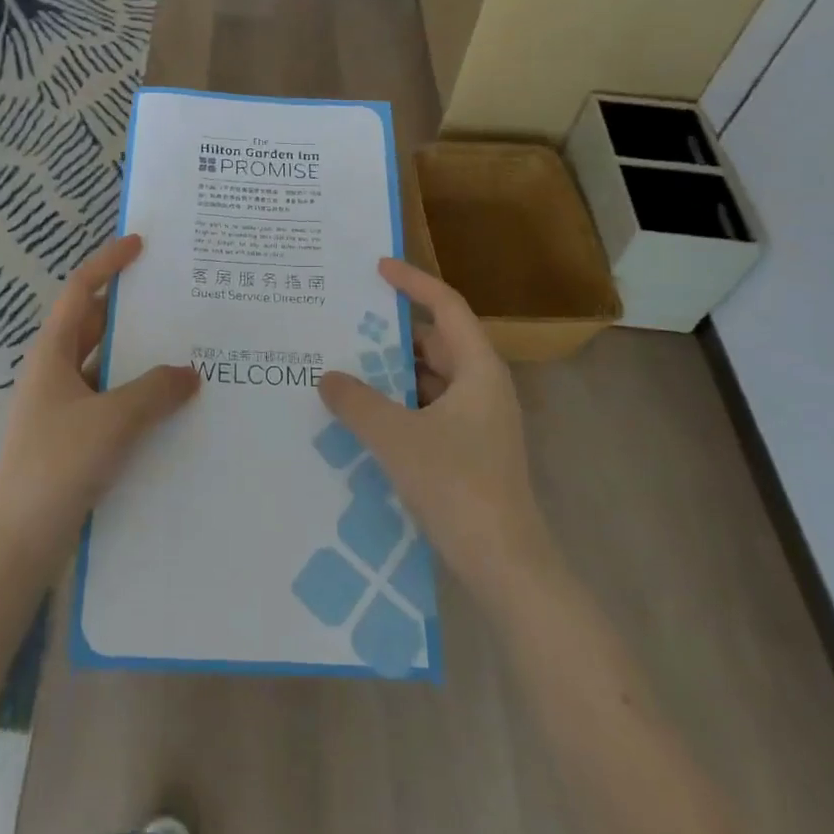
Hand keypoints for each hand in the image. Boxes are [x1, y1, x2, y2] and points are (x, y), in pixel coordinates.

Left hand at [0, 235, 198, 567]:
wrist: (18, 541)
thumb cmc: (57, 464)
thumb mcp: (113, 420)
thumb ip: (155, 391)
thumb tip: (190, 372)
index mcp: (52, 353)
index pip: (80, 291)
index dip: (108, 263)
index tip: (141, 245)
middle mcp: (55, 372)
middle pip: (95, 325)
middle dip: (132, 310)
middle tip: (178, 299)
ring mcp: (63, 406)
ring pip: (106, 366)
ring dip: (139, 357)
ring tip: (186, 349)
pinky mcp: (73, 437)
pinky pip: (110, 400)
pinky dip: (137, 394)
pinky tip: (171, 406)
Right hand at [318, 259, 553, 607]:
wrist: (506, 566)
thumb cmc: (457, 486)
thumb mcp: (397, 438)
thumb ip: (357, 402)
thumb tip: (327, 377)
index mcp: (478, 369)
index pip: (446, 306)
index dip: (413, 282)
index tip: (377, 267)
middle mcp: (483, 387)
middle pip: (436, 342)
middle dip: (392, 332)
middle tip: (346, 322)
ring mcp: (479, 421)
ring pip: (430, 379)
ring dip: (393, 371)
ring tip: (345, 365)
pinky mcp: (470, 450)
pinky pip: (429, 409)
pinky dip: (399, 403)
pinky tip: (364, 415)